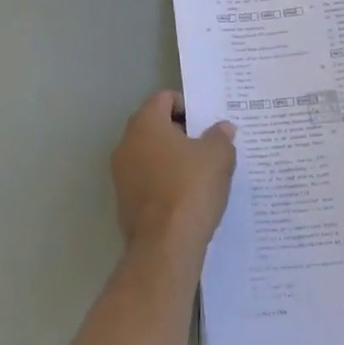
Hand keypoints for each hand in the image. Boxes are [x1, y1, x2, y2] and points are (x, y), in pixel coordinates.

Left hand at [112, 92, 236, 257]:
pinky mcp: (124, 201)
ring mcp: (121, 174)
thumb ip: (220, 136)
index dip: (188, 105)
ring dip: (173, 158)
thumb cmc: (190, 189)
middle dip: (181, 132)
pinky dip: (164, 181)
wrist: (164, 247)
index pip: (164, 98)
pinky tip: (187, 196)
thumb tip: (222, 129)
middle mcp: (126, 143)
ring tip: (201, 172)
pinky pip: (147, 179)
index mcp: (145, 124)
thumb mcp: (218, 156)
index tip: (207, 123)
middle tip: (208, 145)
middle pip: (155, 125)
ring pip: (151, 154)